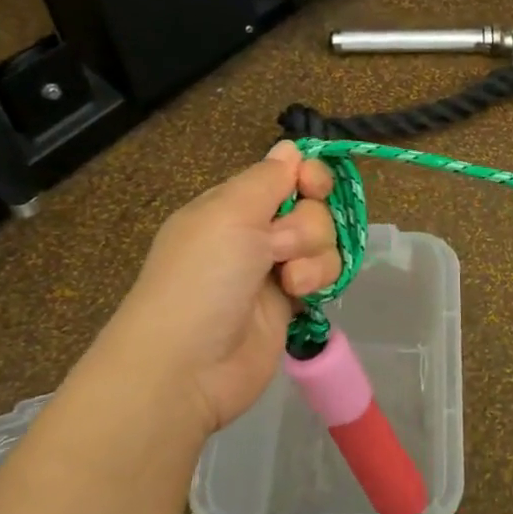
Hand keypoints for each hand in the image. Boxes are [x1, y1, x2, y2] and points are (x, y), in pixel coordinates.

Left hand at [80, 142, 339, 438]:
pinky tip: (299, 295)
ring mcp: (274, 269)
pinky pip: (324, 274)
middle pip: (312, 207)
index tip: (314, 186)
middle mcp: (254, 232)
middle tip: (277, 247)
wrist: (188, 366)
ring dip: (313, 255)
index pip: (285, 173)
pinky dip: (317, 279)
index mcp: (232, 205)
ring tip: (288, 280)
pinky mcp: (291, 303)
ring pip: (324, 241)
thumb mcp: (229, 214)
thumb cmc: (202, 279)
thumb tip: (290, 147)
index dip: (308, 176)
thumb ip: (267, 178)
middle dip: (306, 224)